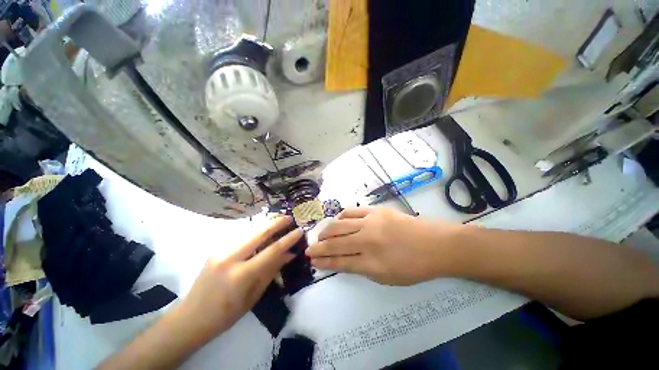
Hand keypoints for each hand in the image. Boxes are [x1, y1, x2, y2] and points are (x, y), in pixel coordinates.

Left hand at [176, 215, 302, 340]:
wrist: (191, 317)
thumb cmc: (226, 314)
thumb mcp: (254, 295)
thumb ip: (272, 270)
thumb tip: (290, 254)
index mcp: (241, 274)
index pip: (272, 250)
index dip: (288, 239)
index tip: (300, 230)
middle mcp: (230, 257)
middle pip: (259, 232)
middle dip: (277, 222)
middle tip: (289, 217)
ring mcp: (220, 250)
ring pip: (248, 229)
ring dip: (266, 222)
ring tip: (279, 218)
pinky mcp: (216, 248)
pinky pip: (239, 233)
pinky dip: (254, 228)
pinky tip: (261, 226)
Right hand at [306, 207, 459, 284]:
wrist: (434, 244)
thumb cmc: (413, 266)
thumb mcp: (386, 278)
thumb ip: (362, 268)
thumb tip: (343, 261)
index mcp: (371, 263)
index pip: (339, 261)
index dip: (323, 261)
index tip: (312, 260)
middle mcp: (367, 241)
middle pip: (335, 243)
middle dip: (319, 246)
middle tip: (310, 248)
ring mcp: (370, 223)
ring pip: (339, 225)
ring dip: (326, 231)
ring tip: (320, 235)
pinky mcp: (375, 211)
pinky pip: (351, 211)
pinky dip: (340, 217)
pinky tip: (337, 221)